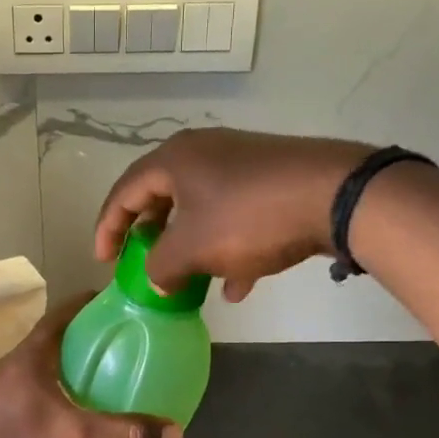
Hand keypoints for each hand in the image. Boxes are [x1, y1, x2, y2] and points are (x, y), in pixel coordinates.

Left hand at [0, 293, 183, 437]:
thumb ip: (128, 434)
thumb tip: (176, 434)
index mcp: (30, 357)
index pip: (61, 314)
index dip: (88, 304)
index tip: (118, 303)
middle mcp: (13, 366)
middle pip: (54, 338)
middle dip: (85, 336)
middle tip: (121, 342)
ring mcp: (3, 391)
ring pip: (44, 365)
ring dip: (71, 364)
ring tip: (104, 374)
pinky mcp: (1, 414)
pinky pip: (36, 388)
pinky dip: (59, 388)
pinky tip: (77, 409)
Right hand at [94, 127, 372, 300]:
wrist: (335, 195)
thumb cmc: (248, 218)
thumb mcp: (193, 248)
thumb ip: (161, 266)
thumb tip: (155, 280)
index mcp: (174, 159)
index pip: (125, 191)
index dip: (108, 227)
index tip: (104, 261)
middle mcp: (204, 153)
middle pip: (163, 196)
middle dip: (151, 235)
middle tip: (141, 262)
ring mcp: (242, 165)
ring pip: (202, 209)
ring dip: (191, 245)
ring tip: (187, 280)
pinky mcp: (272, 181)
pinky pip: (237, 216)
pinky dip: (229, 248)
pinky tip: (237, 285)